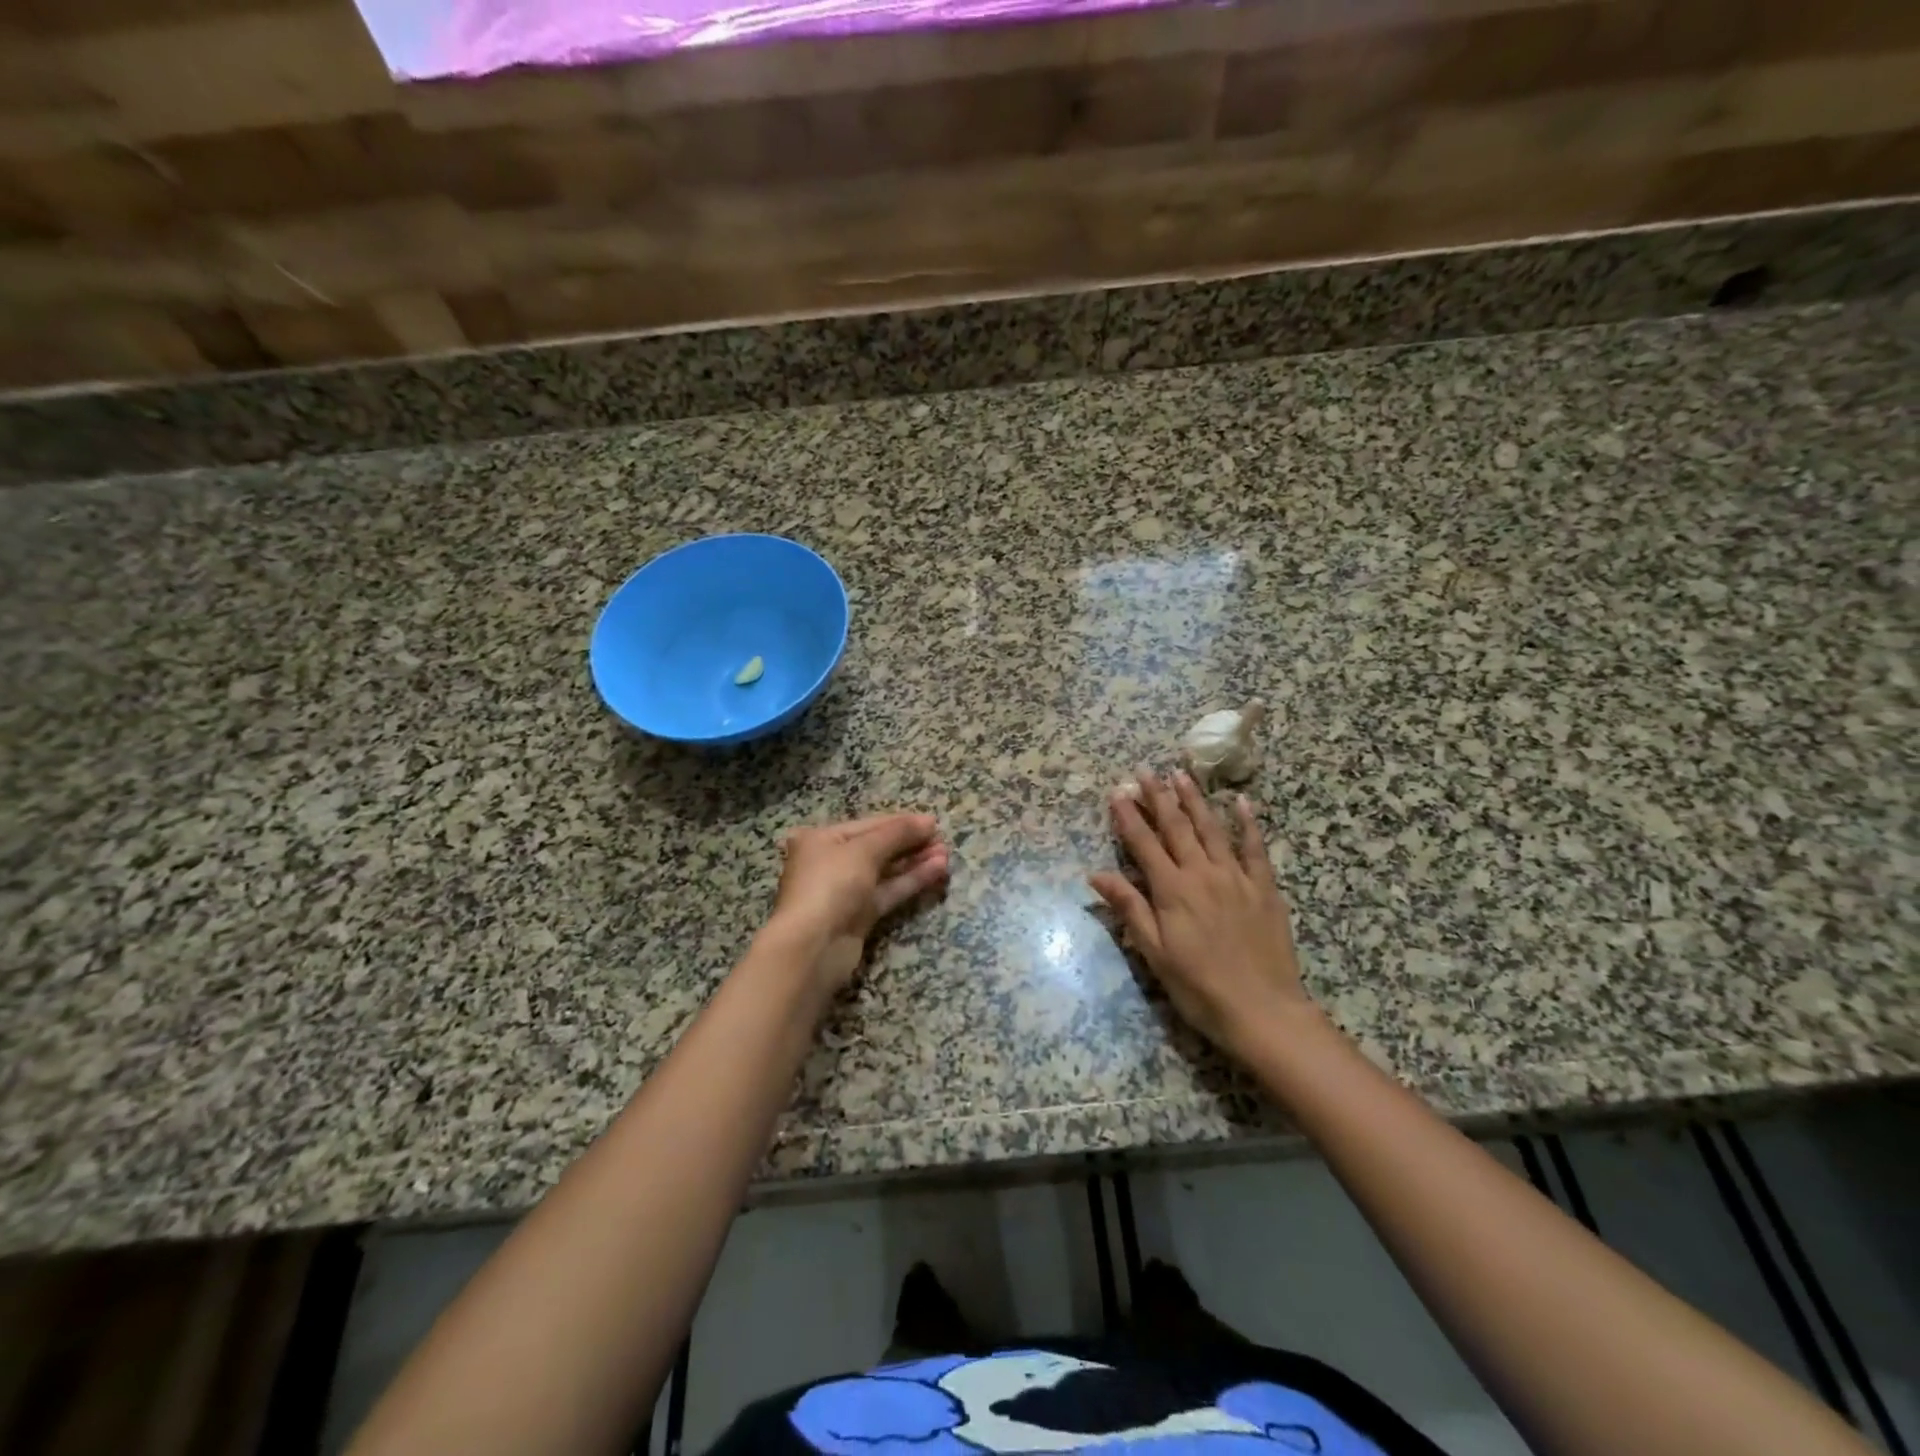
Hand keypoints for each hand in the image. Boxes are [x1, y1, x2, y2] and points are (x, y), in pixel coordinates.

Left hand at [762, 813, 949, 994]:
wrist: (812, 947)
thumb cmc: (831, 885)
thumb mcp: (864, 850)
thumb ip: (897, 833)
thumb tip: (928, 820)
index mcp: (822, 839)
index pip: (869, 824)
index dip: (901, 822)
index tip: (933, 822)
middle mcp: (830, 862)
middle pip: (877, 847)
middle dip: (910, 843)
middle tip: (943, 840)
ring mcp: (844, 891)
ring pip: (885, 871)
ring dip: (915, 862)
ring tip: (946, 855)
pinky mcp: (858, 916)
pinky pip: (888, 891)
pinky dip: (910, 881)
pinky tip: (936, 871)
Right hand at [1089, 769, 1315, 1059]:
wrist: (1263, 1010)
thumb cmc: (1199, 986)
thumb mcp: (1154, 952)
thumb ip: (1129, 908)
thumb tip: (1096, 875)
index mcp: (1172, 890)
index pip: (1144, 844)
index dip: (1129, 817)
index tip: (1118, 791)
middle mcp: (1202, 874)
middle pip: (1176, 827)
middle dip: (1158, 797)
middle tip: (1145, 770)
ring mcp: (1236, 877)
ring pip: (1211, 828)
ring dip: (1194, 800)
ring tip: (1181, 774)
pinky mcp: (1264, 887)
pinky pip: (1255, 847)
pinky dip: (1248, 823)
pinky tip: (1241, 802)